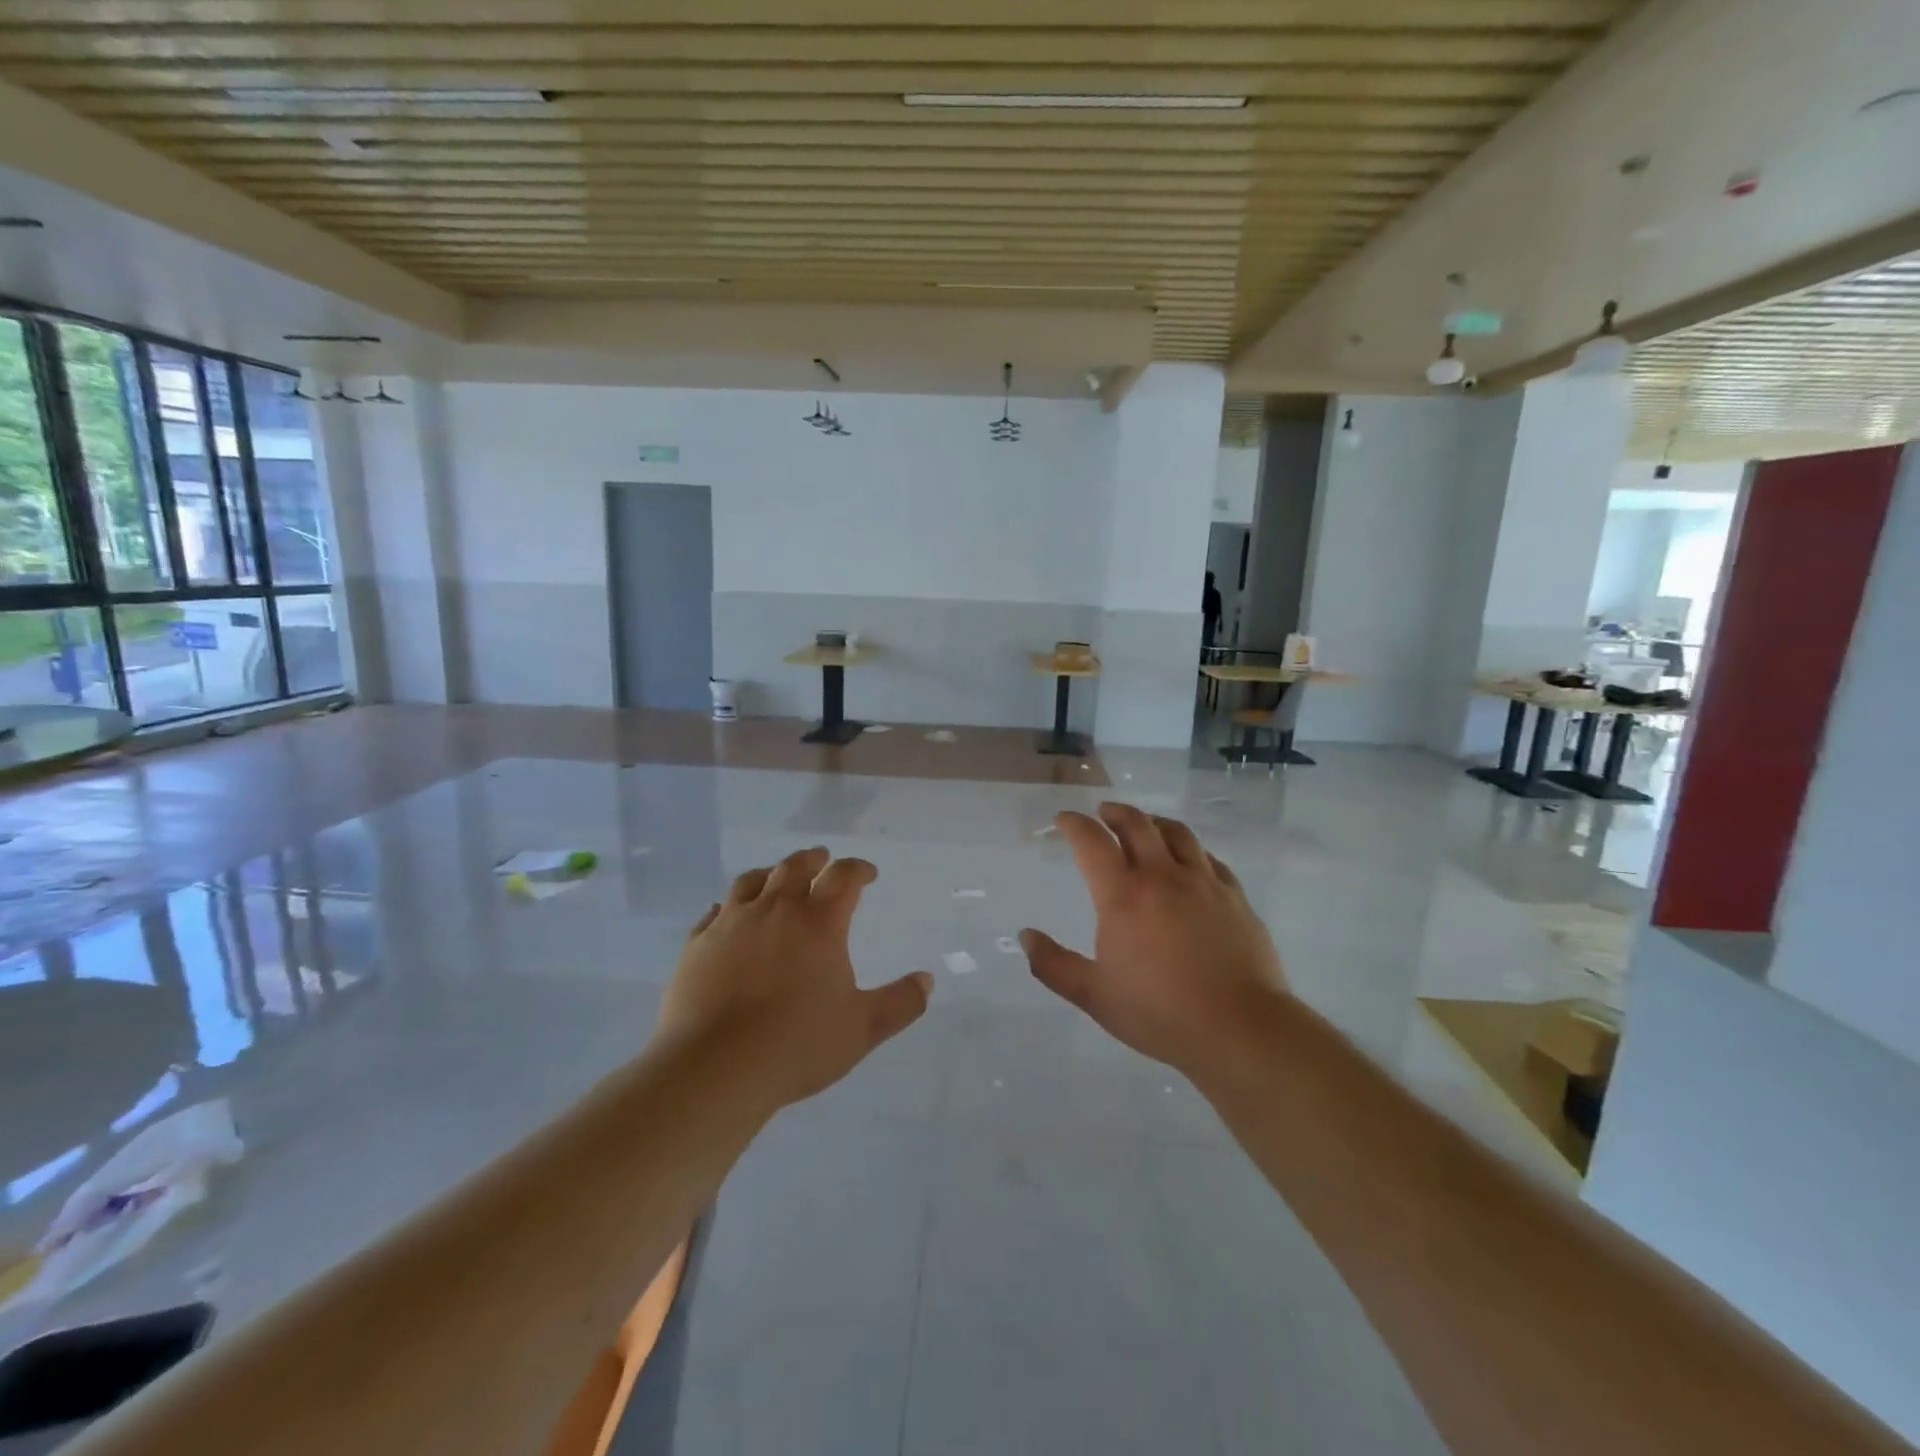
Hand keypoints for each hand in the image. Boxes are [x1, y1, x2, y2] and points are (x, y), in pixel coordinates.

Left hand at [654, 848, 933, 1110]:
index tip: (868, 874)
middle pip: (795, 866)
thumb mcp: (862, 1029)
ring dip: (770, 874)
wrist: (714, 1068)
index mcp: (819, 922)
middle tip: (822, 860)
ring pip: (751, 881)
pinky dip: (728, 906)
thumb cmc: (797, 1045)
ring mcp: (730, 923)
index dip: (859, 869)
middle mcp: (775, 910)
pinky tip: (728, 914)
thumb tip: (927, 980)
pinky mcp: (697, 944)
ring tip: (776, 877)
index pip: (844, 877)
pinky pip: (713, 912)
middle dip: (814, 860)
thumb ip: (900, 1003)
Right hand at [1021, 804, 1287, 1077]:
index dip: (1074, 824)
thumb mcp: (1094, 996)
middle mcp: (1162, 876)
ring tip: (1146, 826)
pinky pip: (1210, 859)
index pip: (1092, 841)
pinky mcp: (1234, 896)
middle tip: (1103, 814)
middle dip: (1114, 813)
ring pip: (1177, 833)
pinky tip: (1190, 862)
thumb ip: (1053, 965)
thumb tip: (1026, 936)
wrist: (1239, 1028)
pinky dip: (1191, 850)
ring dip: (1154, 822)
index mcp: (1123, 895)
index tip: (1064, 819)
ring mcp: (1203, 882)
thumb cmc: (1159, 1012)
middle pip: (1136, 824)